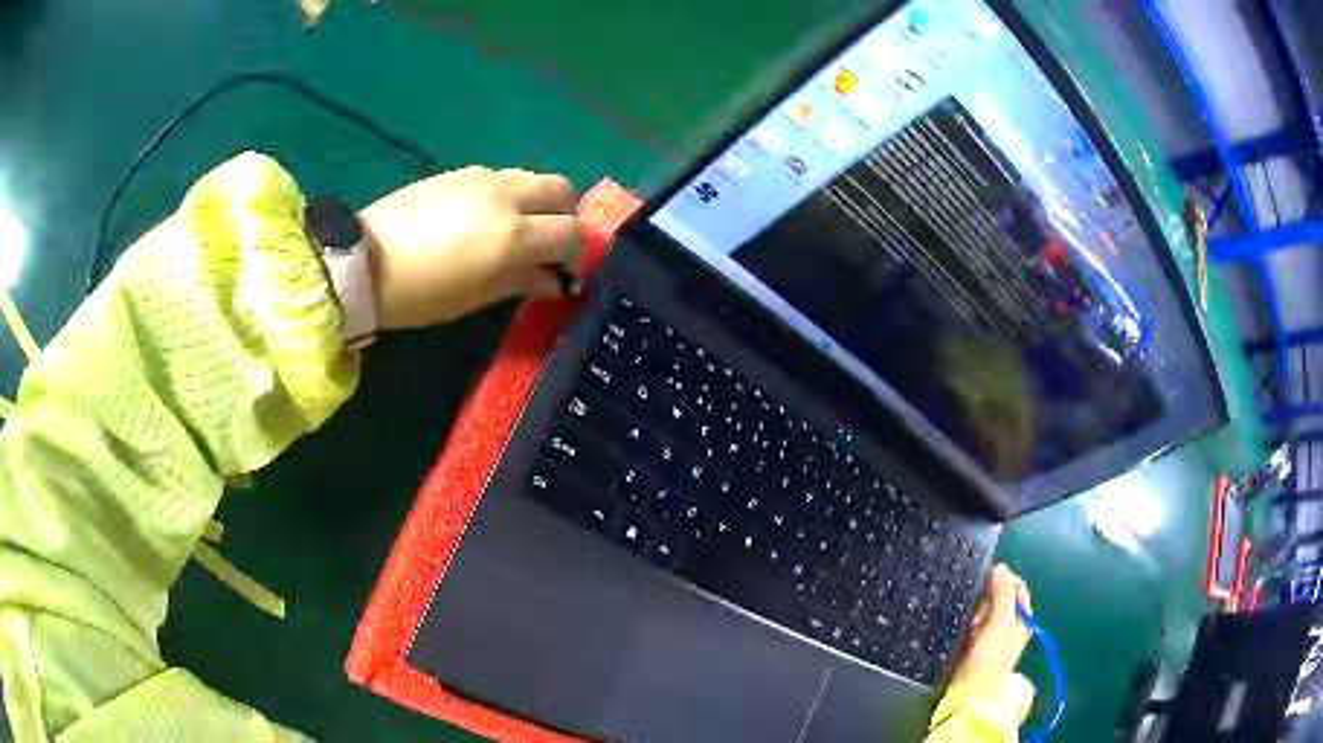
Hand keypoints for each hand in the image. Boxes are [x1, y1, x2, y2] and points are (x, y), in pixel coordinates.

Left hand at [359, 166, 587, 329]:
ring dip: (538, 203)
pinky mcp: (460, 172)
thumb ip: (523, 282)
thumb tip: (553, 281)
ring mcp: (483, 178)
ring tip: (516, 233)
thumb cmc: (420, 293)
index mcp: (514, 233)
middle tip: (549, 246)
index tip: (567, 275)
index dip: (578, 255)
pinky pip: (502, 178)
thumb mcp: (475, 296)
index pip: (571, 233)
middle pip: (562, 190)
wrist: (361, 260)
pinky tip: (484, 220)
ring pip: (532, 178)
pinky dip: (510, 196)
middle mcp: (507, 196)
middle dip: (566, 217)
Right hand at [951, 564, 1031, 687]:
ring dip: (975, 616)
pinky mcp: (976, 643)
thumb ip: (1002, 594)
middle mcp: (1010, 624)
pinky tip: (965, 636)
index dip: (1002, 582)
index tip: (986, 587)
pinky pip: (972, 624)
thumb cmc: (991, 657)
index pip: (1016, 586)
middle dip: (986, 603)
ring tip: (970, 630)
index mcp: (1022, 618)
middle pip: (998, 597)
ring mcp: (993, 634)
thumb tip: (1001, 566)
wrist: (970, 692)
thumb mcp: (1000, 623)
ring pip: (983, 610)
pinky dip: (968, 627)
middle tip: (978, 618)